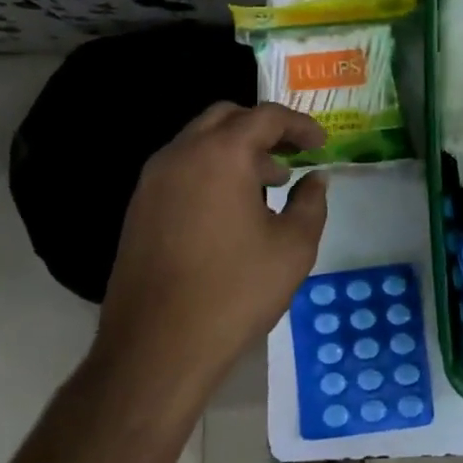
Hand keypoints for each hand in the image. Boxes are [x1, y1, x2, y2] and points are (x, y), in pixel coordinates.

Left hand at [98, 102, 328, 392]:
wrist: (156, 347)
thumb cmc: (234, 292)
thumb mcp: (293, 248)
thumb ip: (311, 203)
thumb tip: (315, 179)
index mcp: (221, 154)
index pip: (265, 116)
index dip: (300, 125)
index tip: (322, 144)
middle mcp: (181, 155)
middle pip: (226, 118)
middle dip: (263, 129)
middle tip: (293, 153)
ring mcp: (153, 180)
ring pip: (199, 142)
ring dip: (236, 150)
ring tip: (269, 184)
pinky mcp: (139, 207)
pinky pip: (182, 169)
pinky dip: (212, 170)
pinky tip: (232, 209)